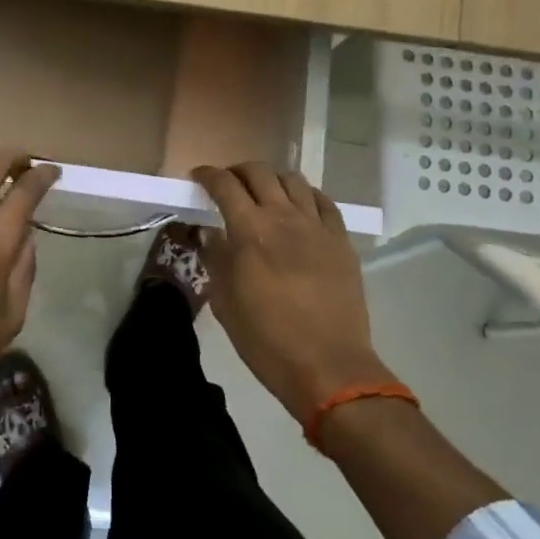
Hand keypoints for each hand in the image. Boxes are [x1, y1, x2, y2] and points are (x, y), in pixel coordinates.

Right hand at [192, 163, 393, 423]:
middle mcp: (283, 217)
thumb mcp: (225, 302)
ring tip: (264, 193)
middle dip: (238, 171)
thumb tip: (209, 233)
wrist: (329, 367)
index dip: (207, 175)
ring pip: (293, 180)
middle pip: (259, 172)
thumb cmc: (266, 340)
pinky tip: (299, 206)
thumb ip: (215, 259)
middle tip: (228, 184)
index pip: (224, 185)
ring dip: (272, 179)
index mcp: (249, 231)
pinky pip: (323, 202)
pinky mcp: (341, 241)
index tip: (198, 177)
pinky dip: (306, 195)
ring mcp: (316, 227)